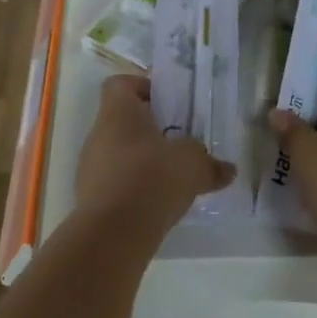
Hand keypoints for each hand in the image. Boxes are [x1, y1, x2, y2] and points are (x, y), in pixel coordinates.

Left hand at [77, 75, 235, 228]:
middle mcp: (98, 134)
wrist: (113, 233)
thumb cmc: (152, 180)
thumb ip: (209, 163)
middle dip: (150, 130)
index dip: (142, 87)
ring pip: (118, 153)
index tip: (167, 103)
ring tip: (172, 177)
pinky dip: (134, 187)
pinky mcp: (90, 197)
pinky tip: (157, 202)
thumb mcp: (193, 166)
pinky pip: (115, 182)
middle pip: (122, 121)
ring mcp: (90, 167)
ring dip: (142, 161)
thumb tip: (227, 169)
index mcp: (118, 113)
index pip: (120, 84)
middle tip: (179, 143)